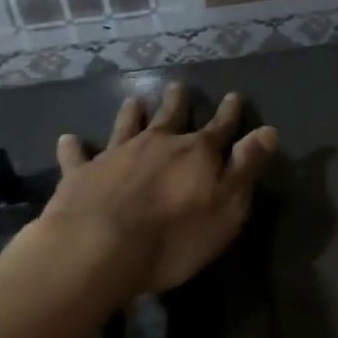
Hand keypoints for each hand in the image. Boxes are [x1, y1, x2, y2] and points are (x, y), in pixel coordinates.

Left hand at [41, 84, 277, 295]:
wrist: (97, 250)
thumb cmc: (173, 235)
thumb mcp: (227, 206)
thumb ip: (247, 166)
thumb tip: (269, 130)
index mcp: (197, 152)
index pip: (220, 127)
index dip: (229, 112)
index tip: (233, 95)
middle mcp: (158, 144)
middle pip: (171, 117)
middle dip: (177, 102)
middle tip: (178, 87)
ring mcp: (117, 156)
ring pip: (127, 126)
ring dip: (132, 113)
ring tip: (134, 100)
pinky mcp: (81, 175)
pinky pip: (77, 157)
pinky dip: (74, 147)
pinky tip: (68, 139)